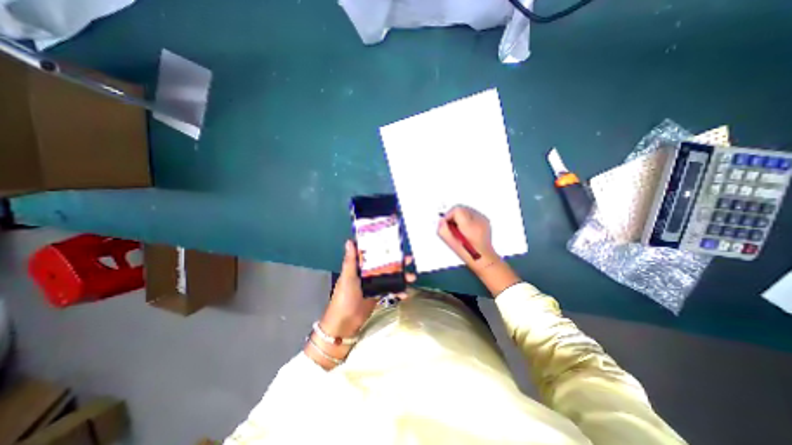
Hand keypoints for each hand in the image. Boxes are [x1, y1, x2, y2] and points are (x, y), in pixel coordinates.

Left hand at [318, 239, 415, 337]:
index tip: (394, 242)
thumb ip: (350, 261)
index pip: (372, 253)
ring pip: (390, 276)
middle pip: (384, 264)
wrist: (345, 323)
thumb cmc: (344, 297)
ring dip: (401, 276)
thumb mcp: (347, 277)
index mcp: (359, 266)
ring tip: (412, 277)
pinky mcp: (378, 294)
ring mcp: (374, 284)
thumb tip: (350, 241)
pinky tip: (405, 294)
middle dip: (397, 262)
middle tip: (409, 259)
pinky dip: (398, 291)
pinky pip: (391, 289)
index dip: (382, 247)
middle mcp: (367, 273)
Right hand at [433, 207, 520, 295]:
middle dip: (454, 216)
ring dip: (460, 217)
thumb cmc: (468, 253)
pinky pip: (472, 214)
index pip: (456, 210)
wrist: (484, 259)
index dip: (448, 216)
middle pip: (461, 208)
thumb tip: (441, 221)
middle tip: (452, 228)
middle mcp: (478, 219)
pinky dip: (467, 219)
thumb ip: (443, 230)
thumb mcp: (451, 243)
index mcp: (469, 225)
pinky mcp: (485, 220)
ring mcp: (483, 219)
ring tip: (459, 229)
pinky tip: (467, 229)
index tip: (447, 225)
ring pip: (466, 210)